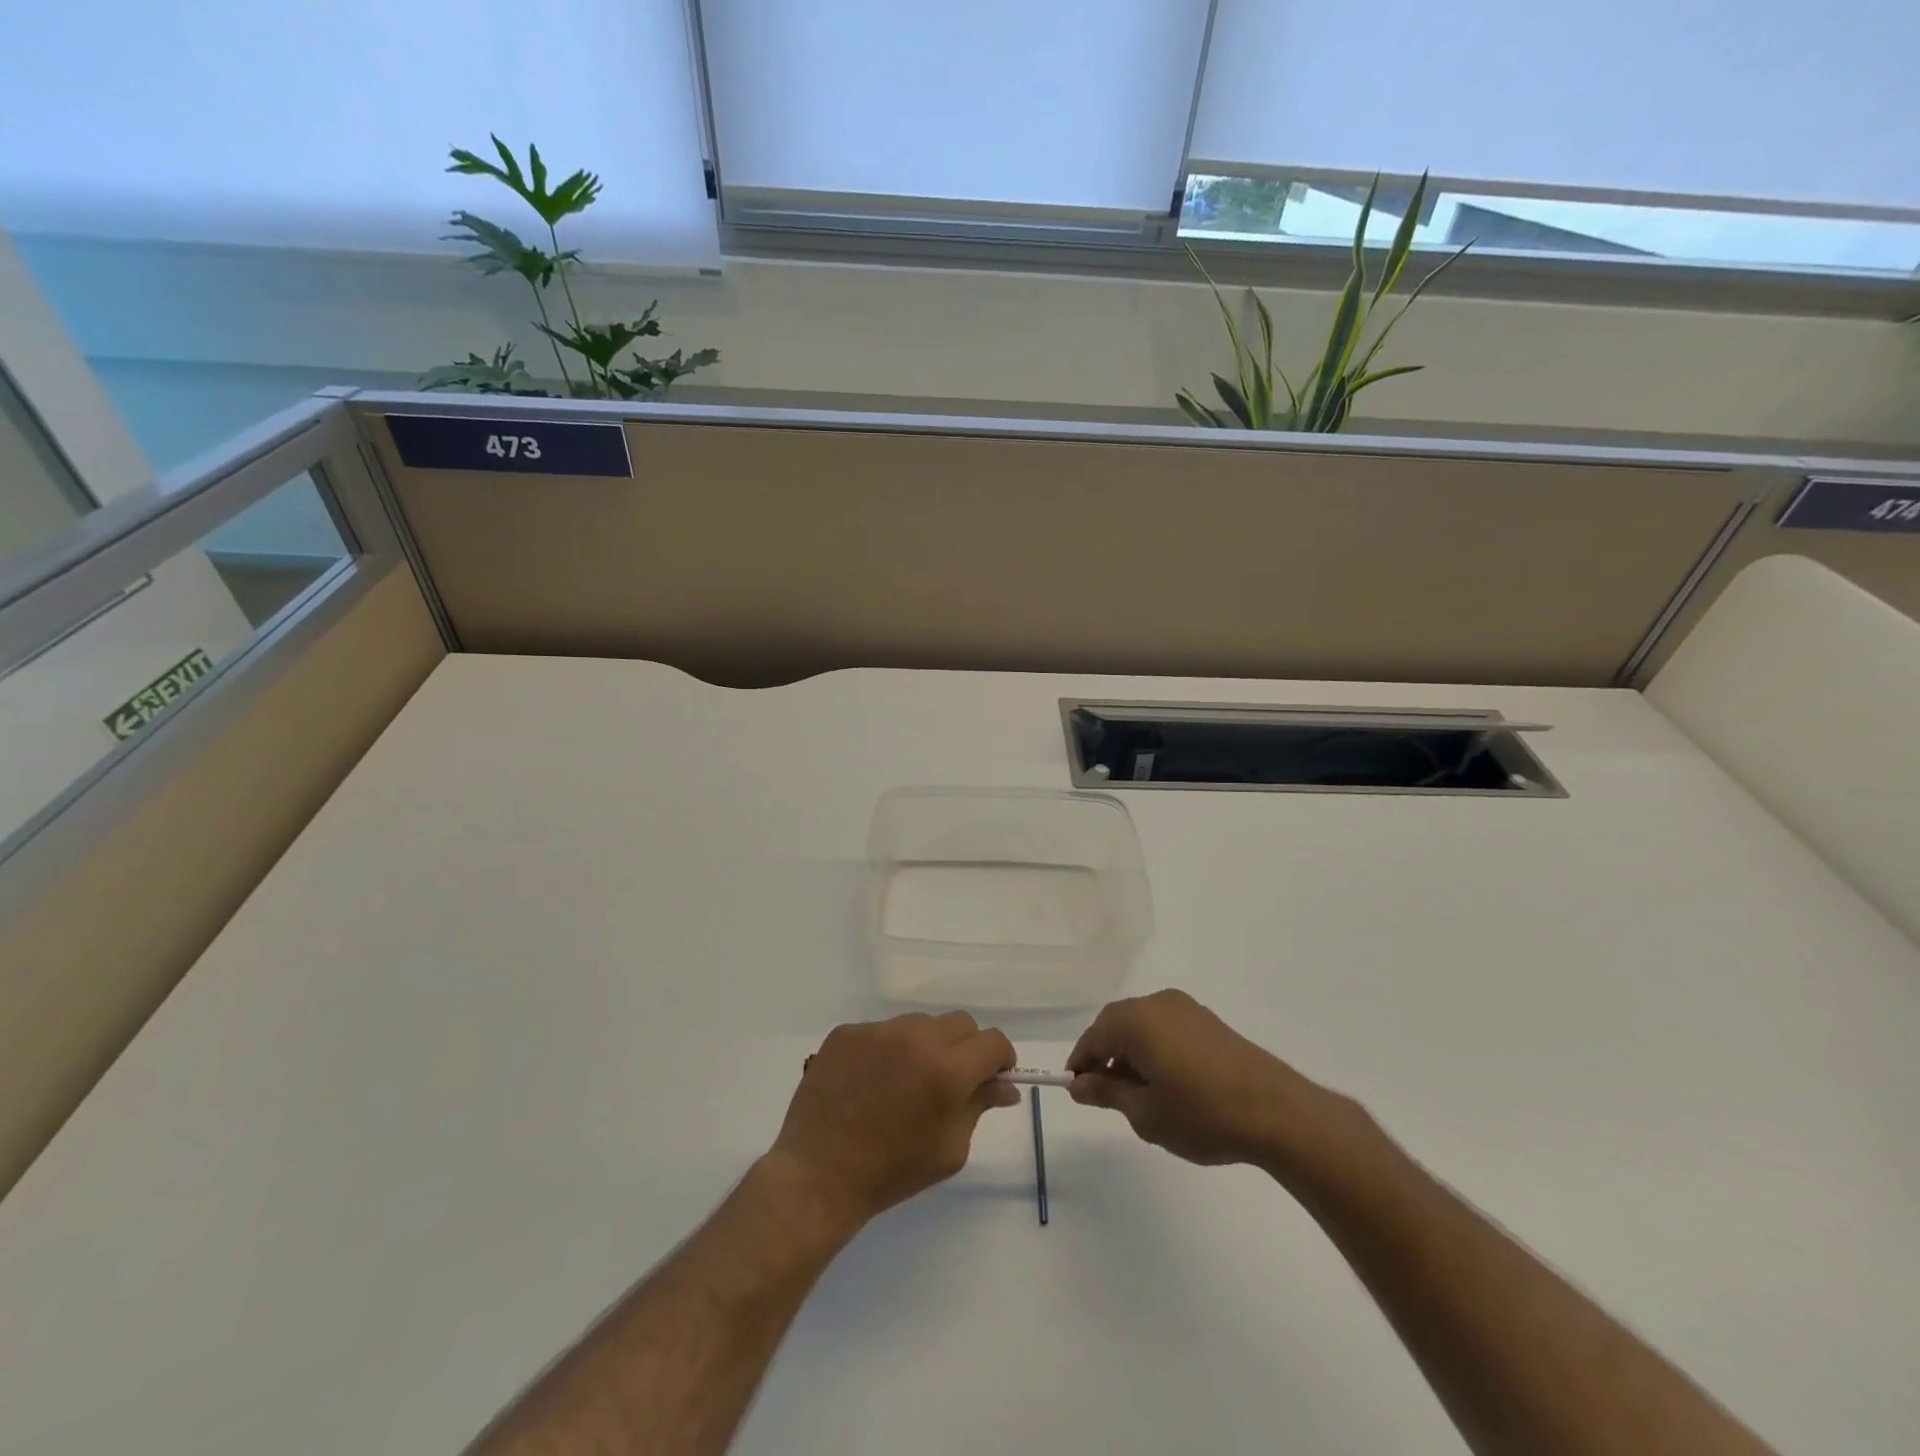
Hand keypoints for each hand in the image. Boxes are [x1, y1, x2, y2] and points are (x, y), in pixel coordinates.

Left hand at [769, 1012, 1019, 1231]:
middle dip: (965, 1048)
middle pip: (960, 1023)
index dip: (999, 1059)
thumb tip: (1006, 1085)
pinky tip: (872, 1080)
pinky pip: (883, 1030)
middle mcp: (915, 1039)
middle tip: (949, 1081)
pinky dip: (888, 1049)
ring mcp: (877, 1031)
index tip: (992, 1076)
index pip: (993, 1041)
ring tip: (904, 1081)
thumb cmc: (891, 1172)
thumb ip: (980, 1106)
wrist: (818, 1176)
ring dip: (925, 1045)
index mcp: (947, 1071)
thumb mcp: (949, 1149)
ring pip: (920, 1023)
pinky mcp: (847, 1032)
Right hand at [1067, 989, 1335, 1170]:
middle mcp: (1157, 1003)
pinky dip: (1155, 1048)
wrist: (1276, 1111)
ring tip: (1137, 1094)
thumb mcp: (1145, 1113)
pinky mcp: (1208, 1021)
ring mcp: (1186, 1009)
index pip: (1093, 1036)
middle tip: (1103, 1093)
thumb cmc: (1201, 1113)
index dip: (1081, 1063)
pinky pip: (1166, 1028)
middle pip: (1116, 1024)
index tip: (1076, 1090)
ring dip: (1131, 1052)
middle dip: (1105, 1055)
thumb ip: (1107, 1093)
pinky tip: (1166, 1082)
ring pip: (1142, 1025)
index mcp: (1135, 1019)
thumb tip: (1079, 1084)